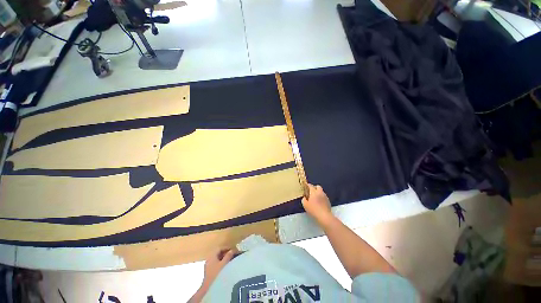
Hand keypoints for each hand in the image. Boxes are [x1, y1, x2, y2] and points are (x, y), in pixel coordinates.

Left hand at [202, 248, 234, 289]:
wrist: (209, 289)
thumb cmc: (217, 274)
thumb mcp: (224, 263)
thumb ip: (228, 256)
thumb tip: (232, 250)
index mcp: (211, 256)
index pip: (219, 248)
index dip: (226, 248)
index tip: (233, 250)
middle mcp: (209, 260)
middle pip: (218, 254)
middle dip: (226, 254)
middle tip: (233, 255)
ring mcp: (208, 267)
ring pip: (217, 260)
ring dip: (224, 259)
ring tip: (231, 261)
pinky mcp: (209, 273)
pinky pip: (216, 265)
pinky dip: (222, 264)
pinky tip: (226, 267)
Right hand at [302, 184, 333, 224]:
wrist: (324, 216)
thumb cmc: (313, 209)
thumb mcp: (305, 205)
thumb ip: (304, 200)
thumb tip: (304, 197)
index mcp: (314, 192)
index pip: (310, 186)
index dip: (307, 185)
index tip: (305, 185)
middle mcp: (320, 192)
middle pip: (318, 186)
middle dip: (314, 187)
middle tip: (311, 191)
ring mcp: (325, 196)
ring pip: (321, 191)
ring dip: (318, 192)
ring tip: (315, 197)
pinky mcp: (328, 201)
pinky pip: (324, 196)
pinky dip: (321, 197)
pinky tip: (319, 202)